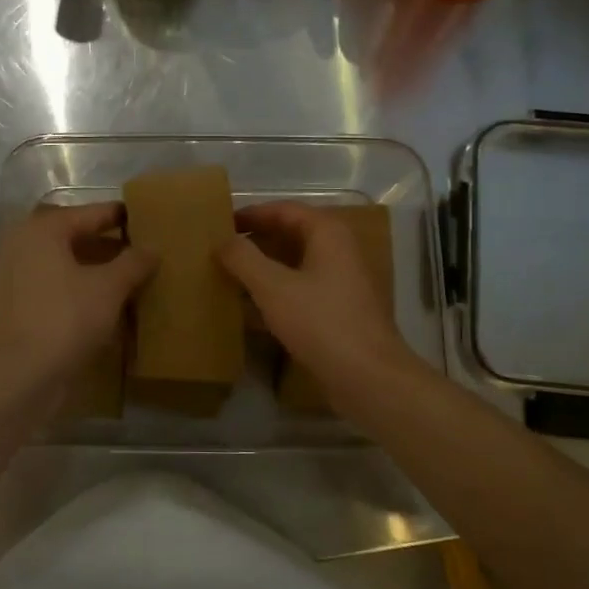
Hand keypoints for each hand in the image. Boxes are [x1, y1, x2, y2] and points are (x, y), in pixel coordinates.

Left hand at [0, 203, 155, 392]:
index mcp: (44, 229)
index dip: (124, 217)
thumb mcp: (109, 288)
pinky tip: (112, 305)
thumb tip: (152, 248)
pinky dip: (84, 291)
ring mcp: (19, 277)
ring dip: (100, 270)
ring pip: (69, 264)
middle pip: (78, 237)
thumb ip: (133, 262)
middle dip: (112, 245)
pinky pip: (60, 287)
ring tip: (136, 280)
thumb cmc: (64, 319)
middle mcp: (26, 245)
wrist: (18, 377)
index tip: (153, 221)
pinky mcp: (21, 307)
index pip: (93, 213)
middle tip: (147, 252)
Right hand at [218, 202, 418, 400]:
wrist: (369, 378)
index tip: (219, 224)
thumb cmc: (321, 323)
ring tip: (227, 277)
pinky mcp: (337, 312)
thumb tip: (223, 240)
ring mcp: (340, 283)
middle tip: (219, 251)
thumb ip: (244, 259)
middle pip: (290, 236)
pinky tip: (248, 310)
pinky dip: (274, 295)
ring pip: (294, 266)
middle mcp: (338, 251)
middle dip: (255, 242)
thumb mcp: (273, 287)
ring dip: (262, 270)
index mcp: (328, 234)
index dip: (251, 214)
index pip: (284, 210)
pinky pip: (299, 292)